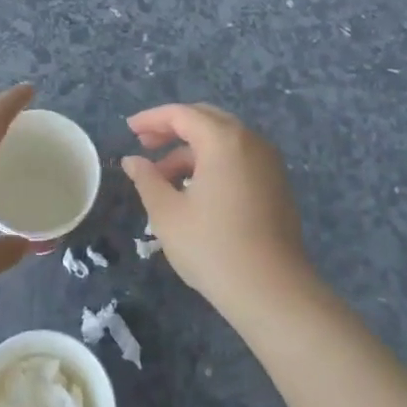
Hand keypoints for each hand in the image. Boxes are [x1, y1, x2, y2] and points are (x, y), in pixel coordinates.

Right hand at [121, 103, 312, 317]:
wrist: (273, 292)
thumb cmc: (213, 248)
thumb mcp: (168, 213)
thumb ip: (147, 179)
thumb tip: (132, 161)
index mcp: (223, 140)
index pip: (182, 114)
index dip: (152, 119)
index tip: (129, 130)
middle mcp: (250, 141)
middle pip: (206, 119)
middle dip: (173, 129)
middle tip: (145, 145)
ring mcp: (269, 163)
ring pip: (223, 140)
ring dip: (191, 150)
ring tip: (164, 177)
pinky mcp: (277, 184)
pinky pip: (239, 158)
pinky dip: (213, 162)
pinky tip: (194, 190)